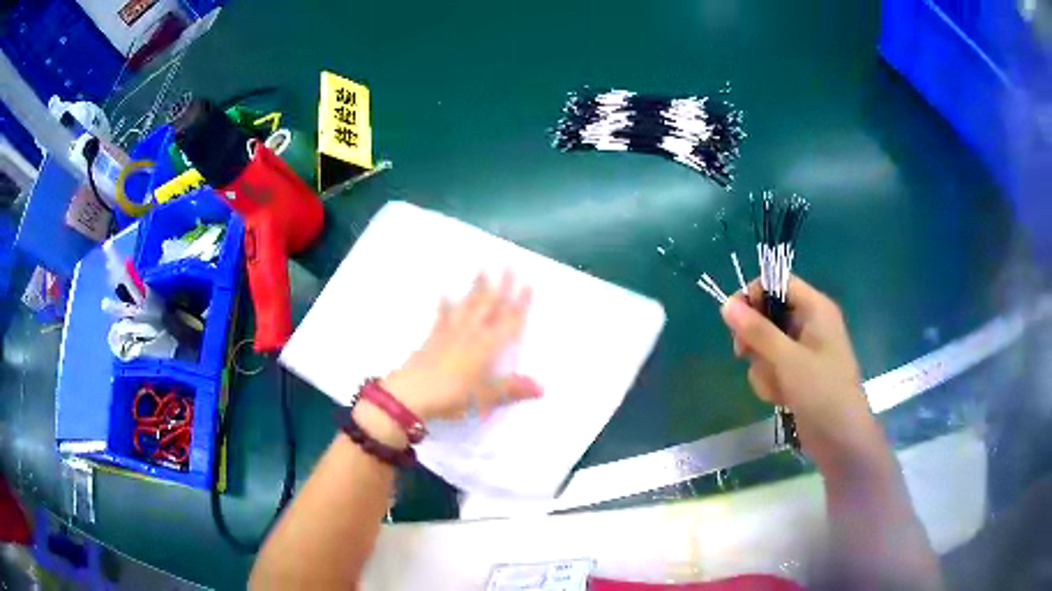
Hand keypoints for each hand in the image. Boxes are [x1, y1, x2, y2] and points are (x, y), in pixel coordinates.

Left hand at [382, 271, 542, 421]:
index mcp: (488, 347)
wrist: (412, 394)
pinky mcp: (433, 338)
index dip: (521, 304)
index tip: (528, 283)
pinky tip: (444, 293)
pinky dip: (445, 305)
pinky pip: (442, 317)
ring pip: (468, 306)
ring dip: (476, 287)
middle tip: (508, 263)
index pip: (510, 321)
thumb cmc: (453, 396)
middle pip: (490, 306)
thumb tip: (542, 388)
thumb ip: (513, 389)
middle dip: (502, 285)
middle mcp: (472, 334)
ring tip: (482, 269)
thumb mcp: (487, 398)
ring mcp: (451, 333)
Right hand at [720, 276, 880, 469]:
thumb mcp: (787, 359)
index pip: (778, 282)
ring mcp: (803, 350)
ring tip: (775, 386)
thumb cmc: (821, 391)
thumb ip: (756, 331)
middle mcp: (809, 323)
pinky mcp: (797, 373)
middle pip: (768, 314)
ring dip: (762, 366)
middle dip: (755, 338)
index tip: (733, 318)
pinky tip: (779, 397)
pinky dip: (770, 380)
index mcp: (815, 308)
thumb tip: (726, 304)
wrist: (840, 438)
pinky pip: (772, 366)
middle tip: (744, 354)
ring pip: (766, 344)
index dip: (755, 295)